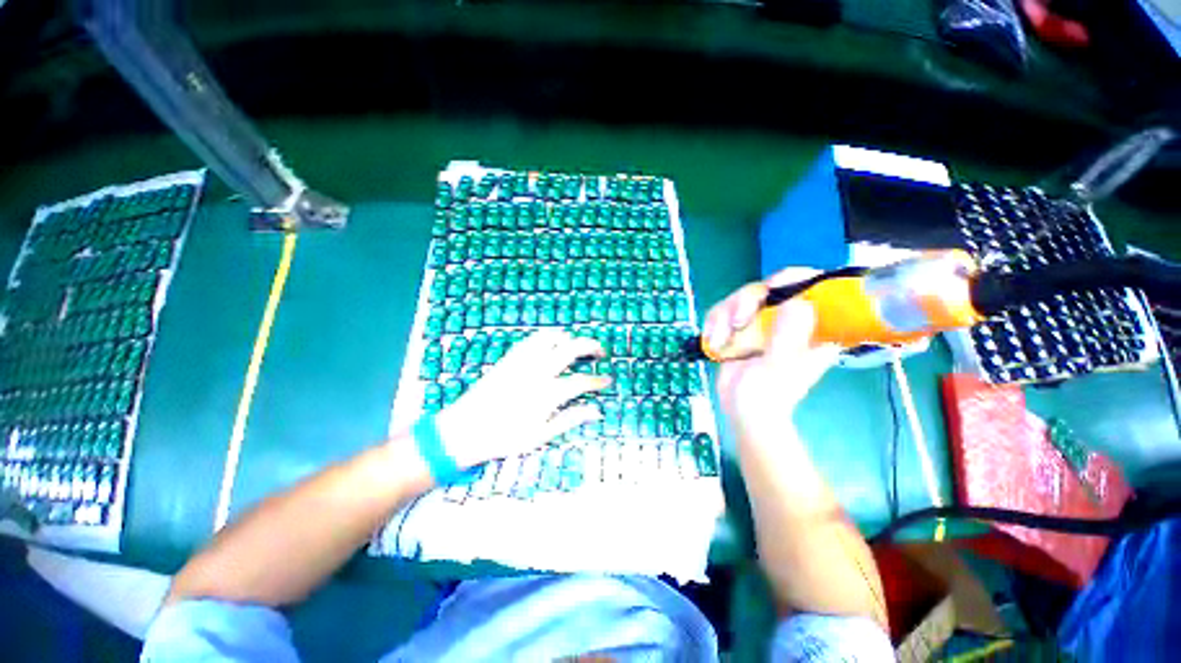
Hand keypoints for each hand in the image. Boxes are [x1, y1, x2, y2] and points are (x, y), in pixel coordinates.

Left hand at [434, 329, 610, 469]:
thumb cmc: (503, 438)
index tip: (608, 380)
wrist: (463, 430)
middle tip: (601, 352)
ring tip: (576, 347)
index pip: (583, 381)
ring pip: (553, 336)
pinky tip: (551, 345)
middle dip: (592, 345)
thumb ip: (570, 420)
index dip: (599, 380)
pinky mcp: (510, 357)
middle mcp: (538, 371)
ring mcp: (523, 361)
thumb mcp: (539, 436)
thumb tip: (596, 412)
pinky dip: (548, 337)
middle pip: (572, 348)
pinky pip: (533, 338)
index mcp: (547, 394)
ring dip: (569, 338)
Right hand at [703, 268, 840, 430]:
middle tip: (737, 323)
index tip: (770, 290)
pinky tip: (713, 341)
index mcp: (813, 328)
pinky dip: (714, 324)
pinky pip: (724, 310)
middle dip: (745, 302)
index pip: (814, 288)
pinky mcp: (742, 328)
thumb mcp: (778, 367)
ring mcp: (764, 323)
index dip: (794, 279)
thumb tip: (797, 300)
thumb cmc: (766, 397)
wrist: (742, 411)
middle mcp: (790, 320)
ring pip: (742, 297)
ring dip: (724, 316)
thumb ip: (788, 336)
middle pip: (768, 288)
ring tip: (720, 341)